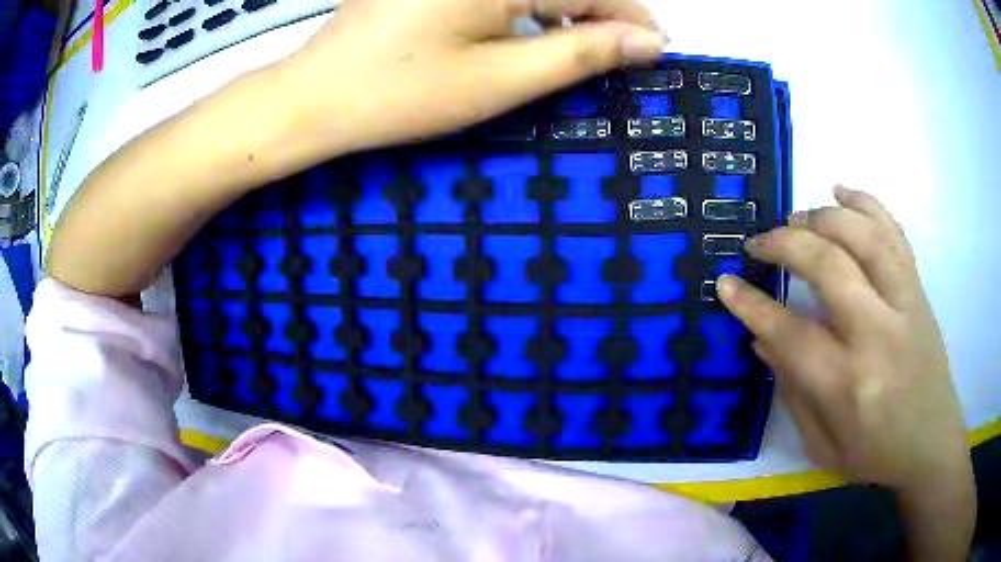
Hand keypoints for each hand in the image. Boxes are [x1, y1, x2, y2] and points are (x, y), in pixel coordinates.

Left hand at [282, 0, 665, 154]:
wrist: (315, 96)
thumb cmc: (402, 93)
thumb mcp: (502, 79)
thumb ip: (582, 53)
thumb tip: (648, 42)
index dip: (631, 16)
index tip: (656, 46)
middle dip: (600, 12)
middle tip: (619, 52)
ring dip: (566, 6)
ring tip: (581, 42)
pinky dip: (528, 2)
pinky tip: (530, 23)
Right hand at [717, 186, 971, 493]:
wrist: (931, 443)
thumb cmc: (876, 454)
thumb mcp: (823, 446)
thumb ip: (793, 392)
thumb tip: (763, 342)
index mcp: (848, 384)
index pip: (790, 333)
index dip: (751, 306)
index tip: (725, 284)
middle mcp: (878, 334)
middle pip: (827, 265)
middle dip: (784, 244)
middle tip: (758, 243)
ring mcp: (904, 303)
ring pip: (862, 235)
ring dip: (822, 216)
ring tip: (796, 218)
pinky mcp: (918, 290)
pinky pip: (893, 231)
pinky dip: (866, 203)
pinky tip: (841, 191)